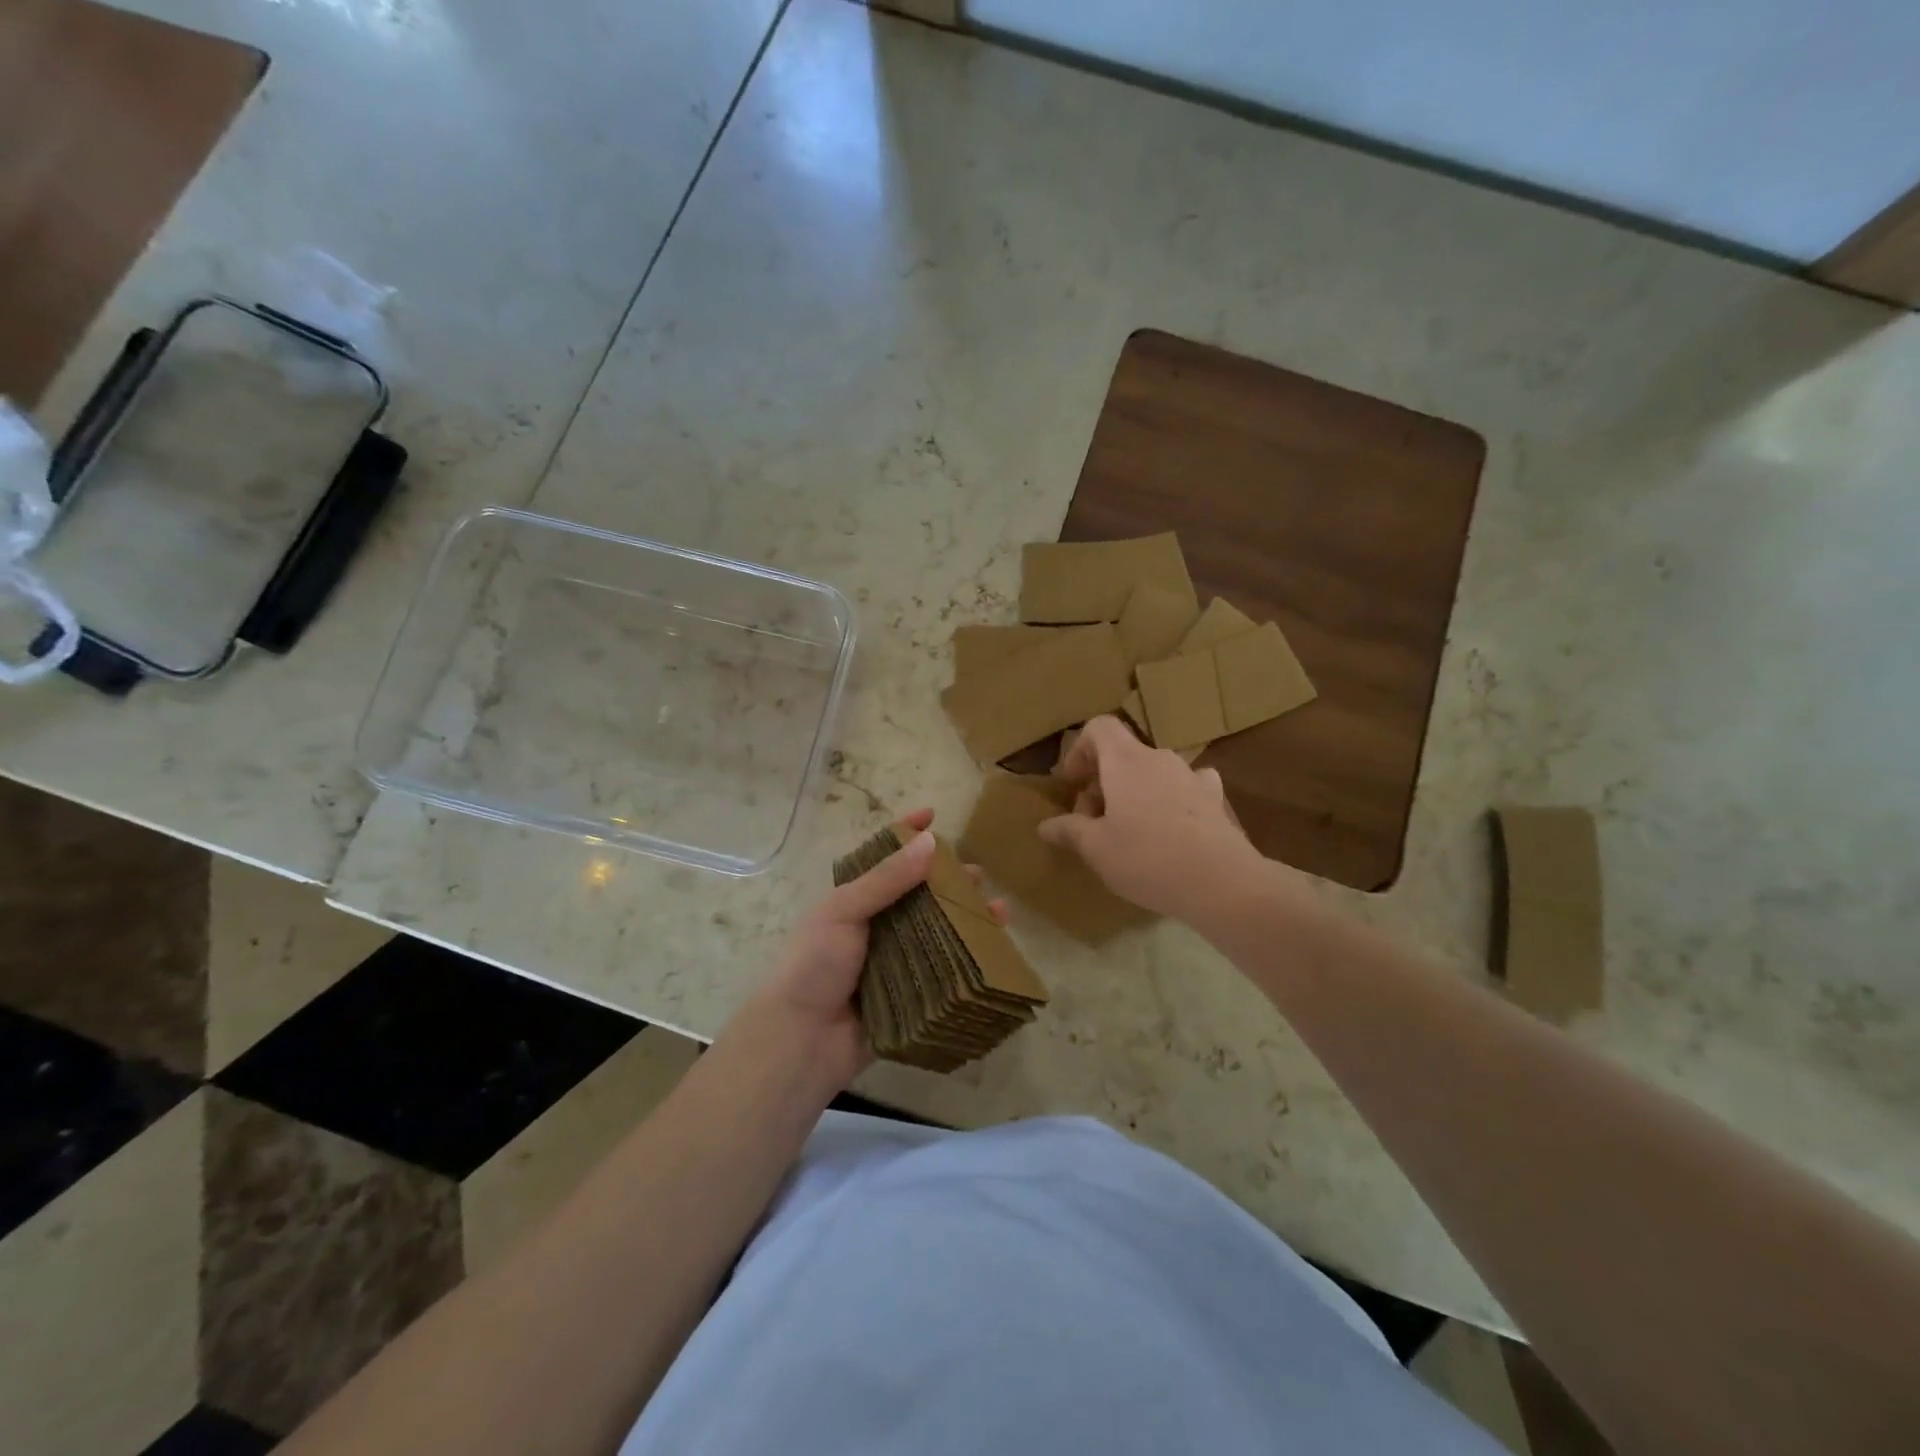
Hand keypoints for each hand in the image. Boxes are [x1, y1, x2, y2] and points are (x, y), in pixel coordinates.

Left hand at [734, 808, 1005, 1093]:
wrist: (800, 1040)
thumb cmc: (814, 965)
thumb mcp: (843, 911)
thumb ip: (886, 879)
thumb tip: (929, 841)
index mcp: (854, 901)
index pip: (884, 859)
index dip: (907, 835)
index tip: (934, 814)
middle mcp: (877, 927)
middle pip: (920, 895)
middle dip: (949, 882)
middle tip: (979, 876)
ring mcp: (895, 962)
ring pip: (937, 932)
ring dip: (966, 919)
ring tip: (997, 911)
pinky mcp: (910, 995)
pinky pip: (943, 972)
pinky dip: (967, 959)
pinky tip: (992, 952)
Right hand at [1040, 716, 1273, 925]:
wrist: (1221, 882)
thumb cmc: (1147, 858)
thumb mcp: (1096, 849)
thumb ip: (1069, 831)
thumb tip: (1045, 826)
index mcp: (1126, 760)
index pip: (1099, 727)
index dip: (1080, 750)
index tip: (1074, 785)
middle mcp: (1160, 758)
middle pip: (1124, 754)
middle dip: (1103, 782)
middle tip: (1093, 822)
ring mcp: (1192, 776)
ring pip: (1153, 772)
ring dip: (1135, 792)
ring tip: (1130, 830)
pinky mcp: (1215, 800)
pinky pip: (1186, 787)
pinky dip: (1172, 800)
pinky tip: (1171, 828)